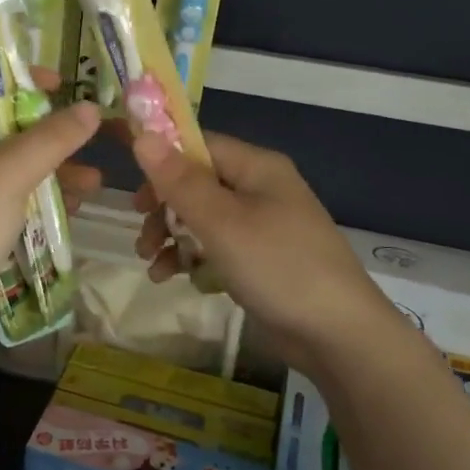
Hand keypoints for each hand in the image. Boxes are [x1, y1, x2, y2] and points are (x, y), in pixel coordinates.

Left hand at [0, 100, 102, 340]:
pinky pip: (20, 202)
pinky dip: (48, 200)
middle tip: (87, 130)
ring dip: (57, 171)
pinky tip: (79, 204)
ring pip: (18, 170)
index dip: (14, 81)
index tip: (57, 83)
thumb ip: (50, 138)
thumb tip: (91, 110)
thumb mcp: (6, 173)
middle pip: (4, 131)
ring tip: (94, 180)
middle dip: (49, 135)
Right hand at [131, 130, 401, 375]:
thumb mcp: (221, 222)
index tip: (132, 189)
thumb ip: (179, 181)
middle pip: (197, 183)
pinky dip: (193, 258)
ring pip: (203, 218)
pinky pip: (217, 247)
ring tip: (151, 263)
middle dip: (164, 208)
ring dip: (172, 236)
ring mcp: (262, 225)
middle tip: (142, 234)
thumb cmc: (277, 266)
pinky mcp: (260, 259)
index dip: (162, 161)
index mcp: (257, 167)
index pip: (199, 146)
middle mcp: (260, 189)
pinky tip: (173, 279)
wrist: (336, 334)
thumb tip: (143, 135)